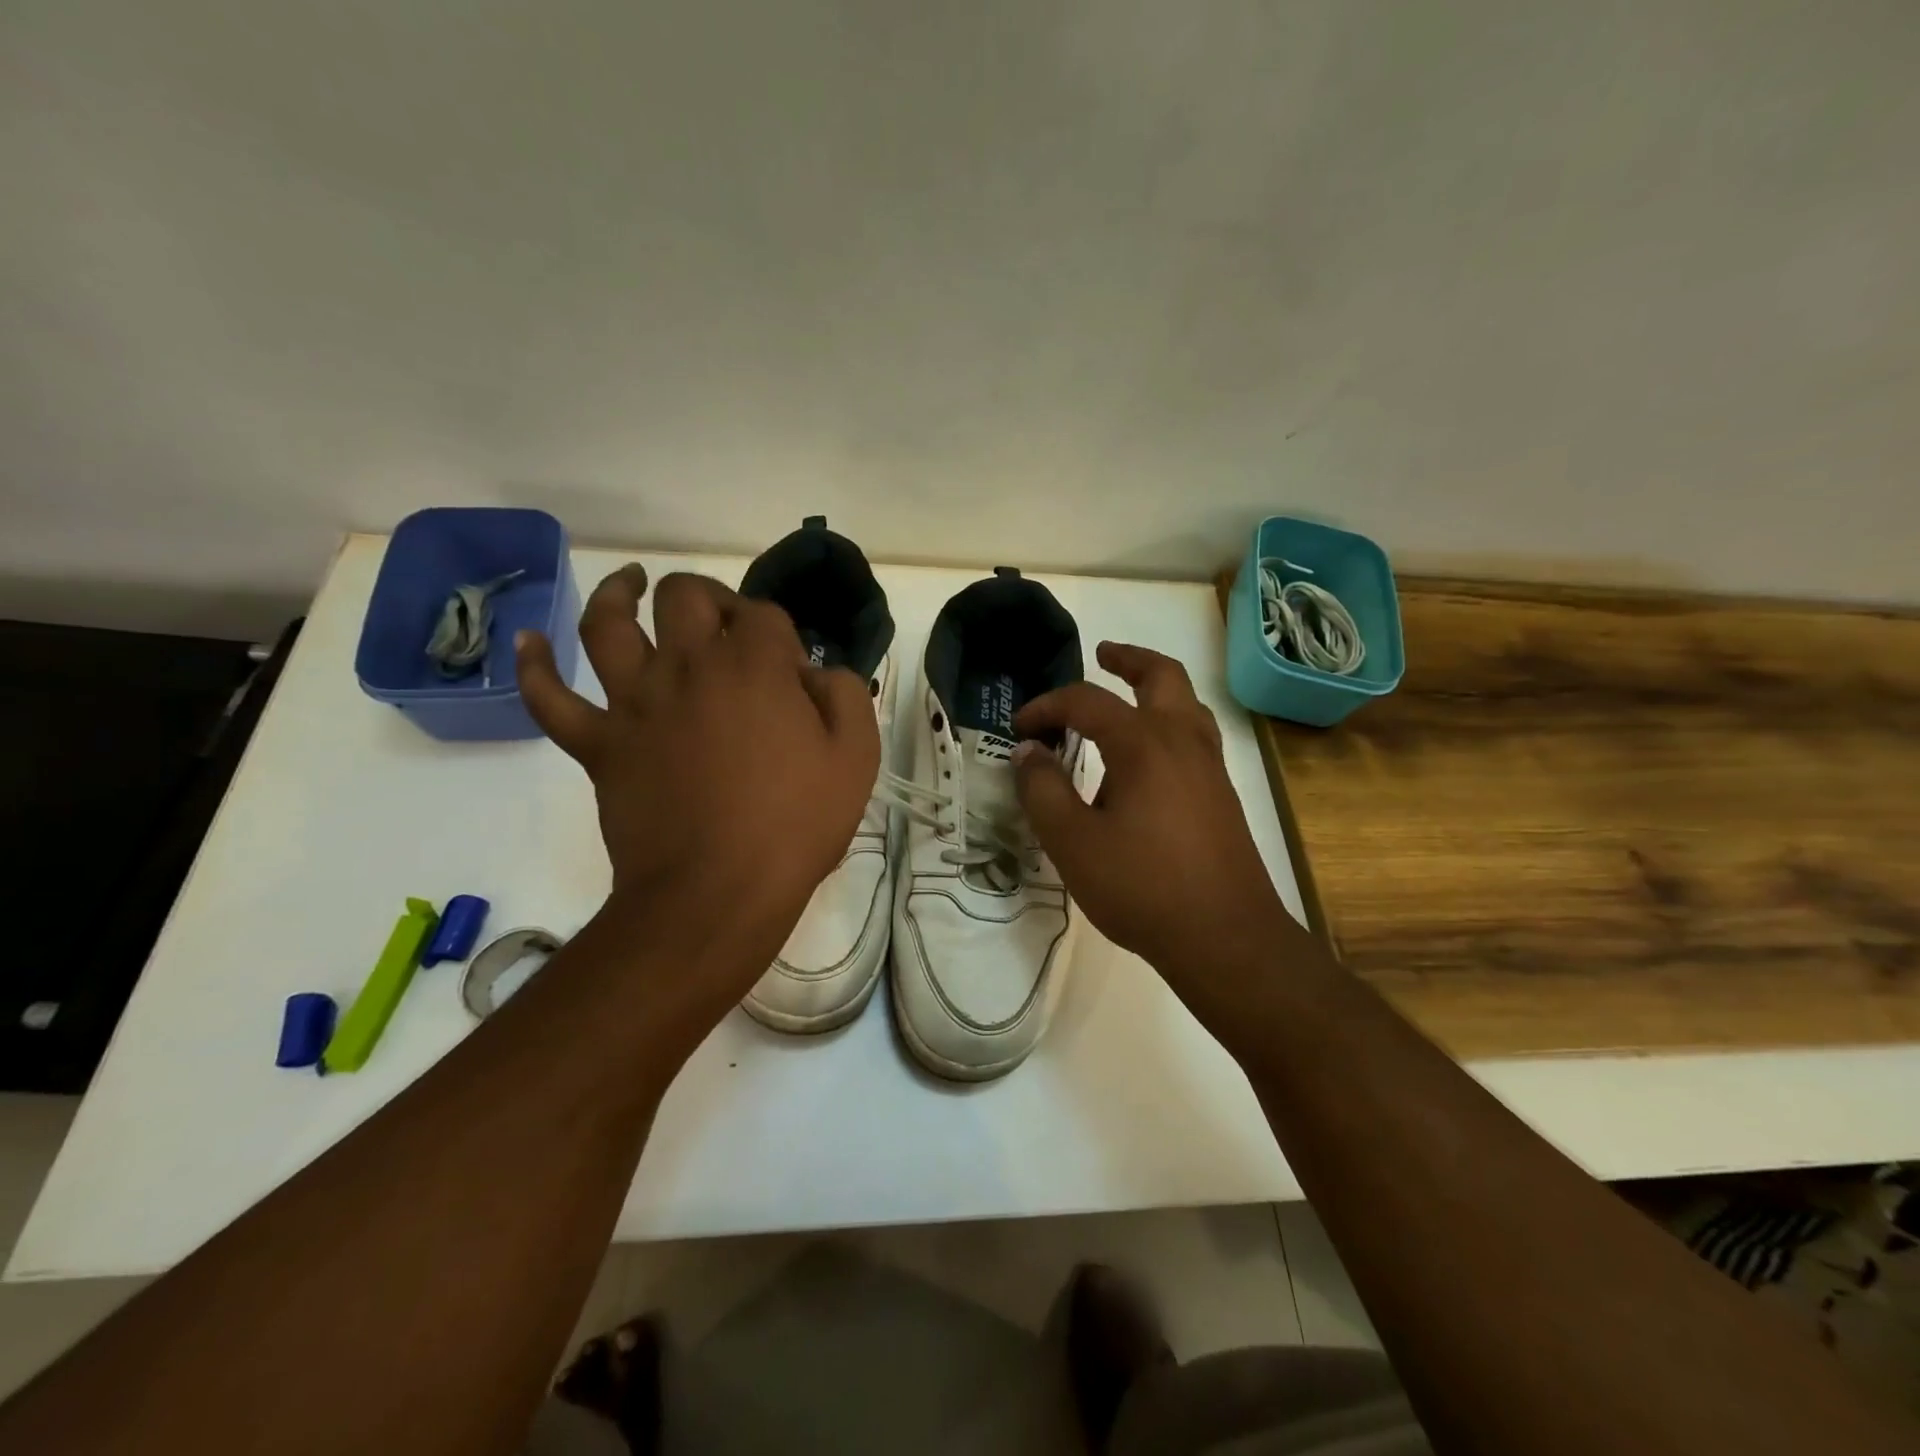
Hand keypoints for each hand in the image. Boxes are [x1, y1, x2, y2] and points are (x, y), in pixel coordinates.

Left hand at [515, 565, 879, 974]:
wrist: (717, 893)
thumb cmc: (794, 826)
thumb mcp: (855, 757)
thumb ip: (846, 695)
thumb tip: (818, 674)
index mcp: (753, 665)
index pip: (764, 615)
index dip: (781, 635)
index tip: (792, 675)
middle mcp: (687, 665)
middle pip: (684, 595)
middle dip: (708, 598)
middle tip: (723, 624)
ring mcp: (634, 702)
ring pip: (607, 623)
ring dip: (617, 594)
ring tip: (628, 583)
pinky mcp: (597, 743)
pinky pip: (550, 697)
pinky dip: (533, 666)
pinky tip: (528, 641)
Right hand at [1011, 642, 1298, 1014]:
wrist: (1226, 938)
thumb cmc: (1142, 887)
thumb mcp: (1072, 842)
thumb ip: (1043, 790)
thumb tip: (1027, 751)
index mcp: (1143, 743)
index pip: (1087, 702)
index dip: (1047, 707)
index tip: (1020, 728)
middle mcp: (1182, 740)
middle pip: (1161, 675)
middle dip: (1128, 659)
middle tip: (1102, 654)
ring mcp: (1210, 766)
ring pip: (1186, 702)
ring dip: (1154, 687)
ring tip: (1125, 697)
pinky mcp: (1222, 794)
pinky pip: (1194, 735)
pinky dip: (1168, 721)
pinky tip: (1147, 757)